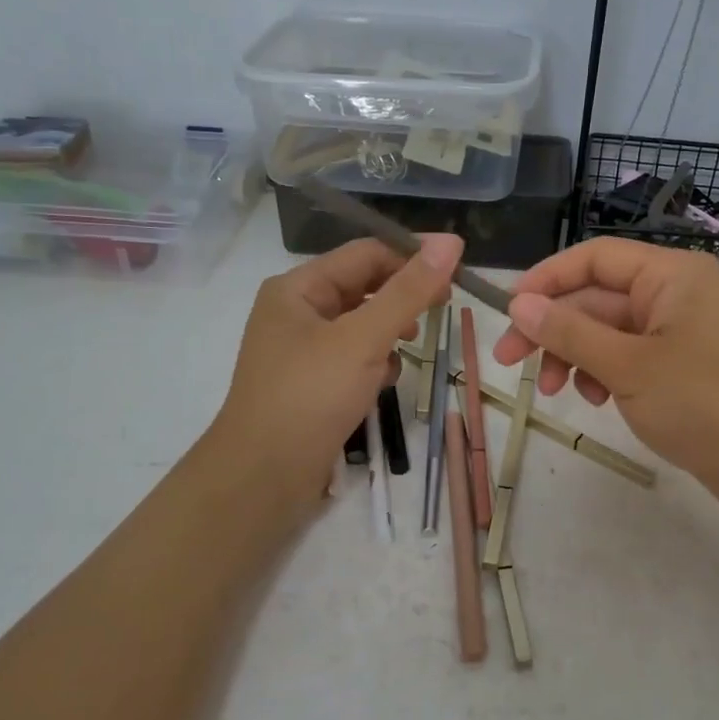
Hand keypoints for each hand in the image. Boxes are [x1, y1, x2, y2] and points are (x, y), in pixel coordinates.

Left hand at [209, 234, 462, 514]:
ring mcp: (302, 351)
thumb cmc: (310, 396)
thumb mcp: (363, 339)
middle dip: (400, 303)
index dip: (411, 260)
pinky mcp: (311, 385)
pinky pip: (352, 360)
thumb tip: (450, 242)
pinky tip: (381, 386)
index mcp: (297, 288)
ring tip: (403, 355)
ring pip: (361, 327)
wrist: (263, 477)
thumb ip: (408, 292)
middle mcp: (296, 312)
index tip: (456, 277)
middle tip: (437, 317)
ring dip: (388, 337)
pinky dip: (373, 367)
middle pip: (363, 289)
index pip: (366, 254)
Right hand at [491, 239, 718, 523]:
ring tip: (557, 392)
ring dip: (574, 356)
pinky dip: (603, 374)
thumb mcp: (626, 366)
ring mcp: (678, 332)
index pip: (594, 258)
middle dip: (553, 329)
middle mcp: (674, 294)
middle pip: (596, 298)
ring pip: (607, 331)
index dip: (547, 279)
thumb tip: (520, 304)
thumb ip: (569, 332)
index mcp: (669, 275)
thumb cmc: (701, 402)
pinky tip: (595, 401)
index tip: (509, 309)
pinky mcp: (679, 366)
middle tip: (509, 361)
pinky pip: (626, 357)